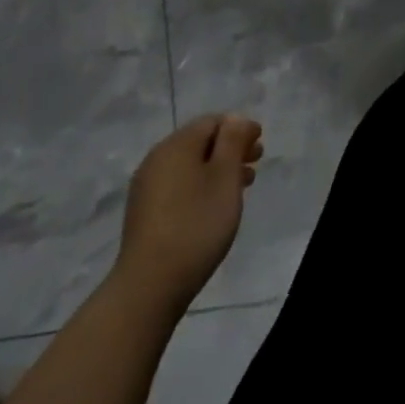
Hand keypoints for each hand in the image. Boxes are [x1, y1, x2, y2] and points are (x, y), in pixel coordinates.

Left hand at [116, 114, 262, 315]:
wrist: (150, 284)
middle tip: (255, 164)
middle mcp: (157, 158)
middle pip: (200, 142)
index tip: (260, 144)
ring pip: (189, 165)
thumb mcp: (225, 177)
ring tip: (241, 187)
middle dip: (230, 149)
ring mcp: (147, 186)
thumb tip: (234, 119)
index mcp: (177, 144)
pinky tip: (213, 205)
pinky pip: (178, 185)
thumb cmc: (196, 224)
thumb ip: (233, 141)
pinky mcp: (144, 211)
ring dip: (217, 169)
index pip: (213, 122)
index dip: (239, 128)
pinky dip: (200, 185)